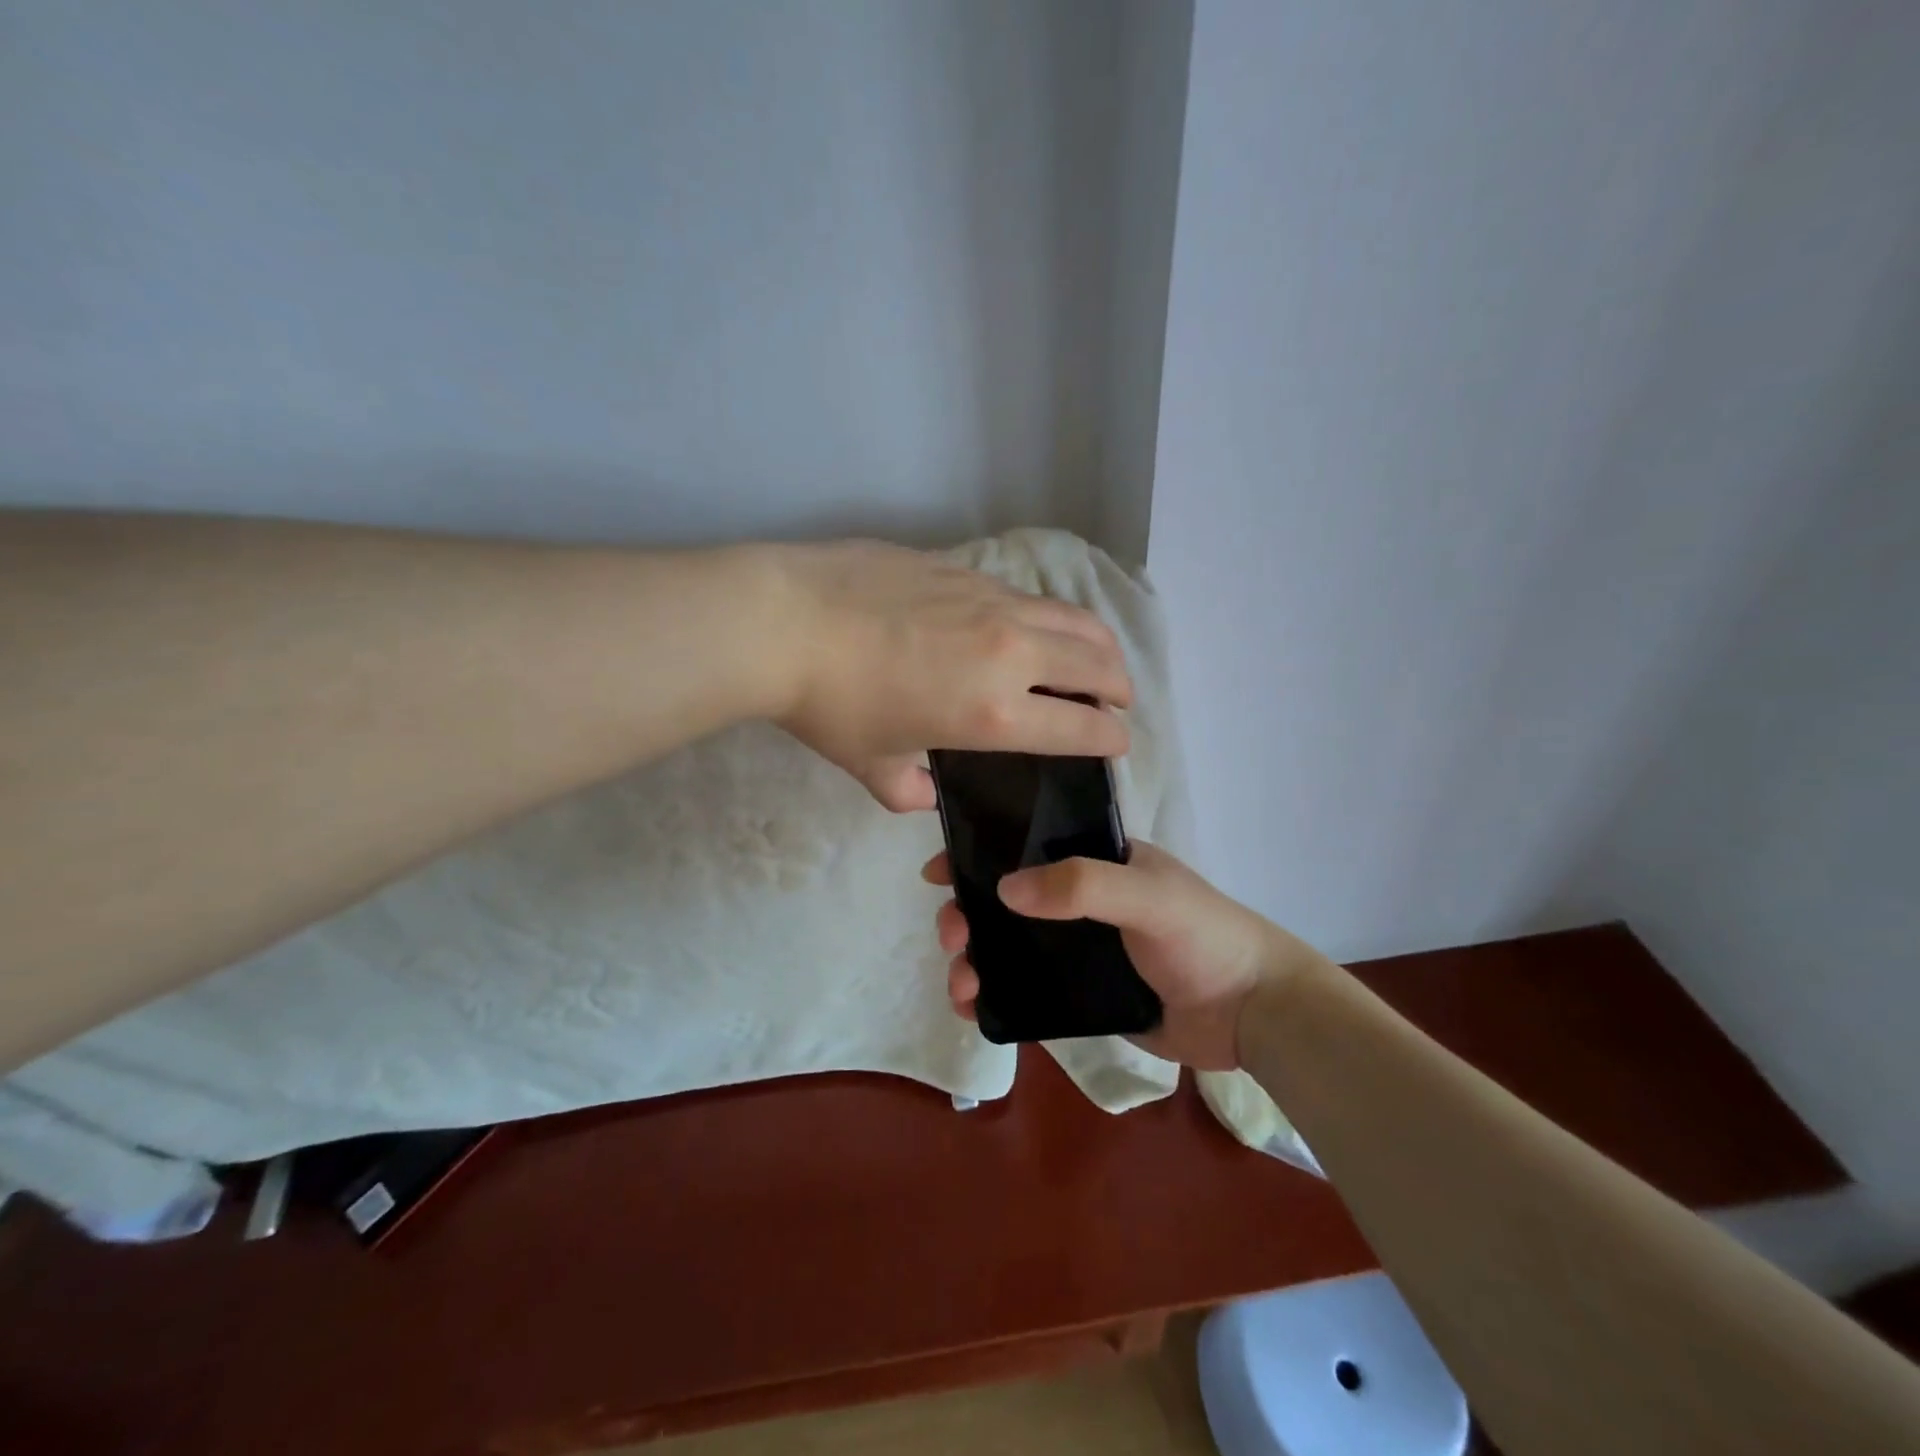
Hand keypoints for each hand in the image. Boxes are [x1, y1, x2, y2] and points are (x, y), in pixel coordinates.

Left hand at [767, 541, 1131, 810]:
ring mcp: (990, 601)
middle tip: (1118, 700)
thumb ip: (907, 791)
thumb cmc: (828, 705)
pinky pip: (1027, 594)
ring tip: (1096, 657)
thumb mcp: (870, 765)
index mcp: (993, 713)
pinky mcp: (965, 568)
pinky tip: (1026, 625)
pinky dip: (1047, 616)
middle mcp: (1010, 652)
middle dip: (1120, 687)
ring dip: (1098, 643)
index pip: (1082, 727)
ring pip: (1073, 618)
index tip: (1117, 742)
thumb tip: (926, 793)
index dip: (1110, 739)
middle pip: (1097, 664)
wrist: (784, 621)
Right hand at [923, 841, 1324, 1069]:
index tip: (938, 871)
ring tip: (961, 985)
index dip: (979, 852)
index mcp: (1096, 861)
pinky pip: (1026, 988)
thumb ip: (1082, 885)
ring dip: (975, 958)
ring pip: (1009, 946)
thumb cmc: (1205, 937)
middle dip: (969, 913)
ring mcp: (1078, 949)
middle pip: (1006, 900)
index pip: (1026, 844)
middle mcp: (1081, 900)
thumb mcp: (1147, 896)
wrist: (1253, 1014)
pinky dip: (995, 995)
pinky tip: (975, 1008)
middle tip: (952, 935)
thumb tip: (1004, 888)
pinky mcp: (1081, 995)